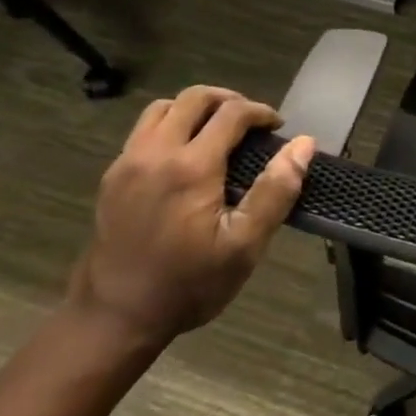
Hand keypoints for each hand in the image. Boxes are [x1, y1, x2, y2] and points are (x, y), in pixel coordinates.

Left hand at [69, 86, 315, 348]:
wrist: (115, 317)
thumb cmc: (189, 284)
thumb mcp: (245, 245)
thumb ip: (276, 191)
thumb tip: (303, 145)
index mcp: (190, 167)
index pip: (231, 114)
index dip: (261, 112)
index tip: (278, 128)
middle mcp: (155, 153)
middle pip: (193, 98)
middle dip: (229, 101)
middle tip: (252, 123)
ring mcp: (127, 163)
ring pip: (162, 109)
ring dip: (195, 109)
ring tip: (219, 131)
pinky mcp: (112, 178)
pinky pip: (143, 131)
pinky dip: (171, 126)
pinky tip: (187, 155)